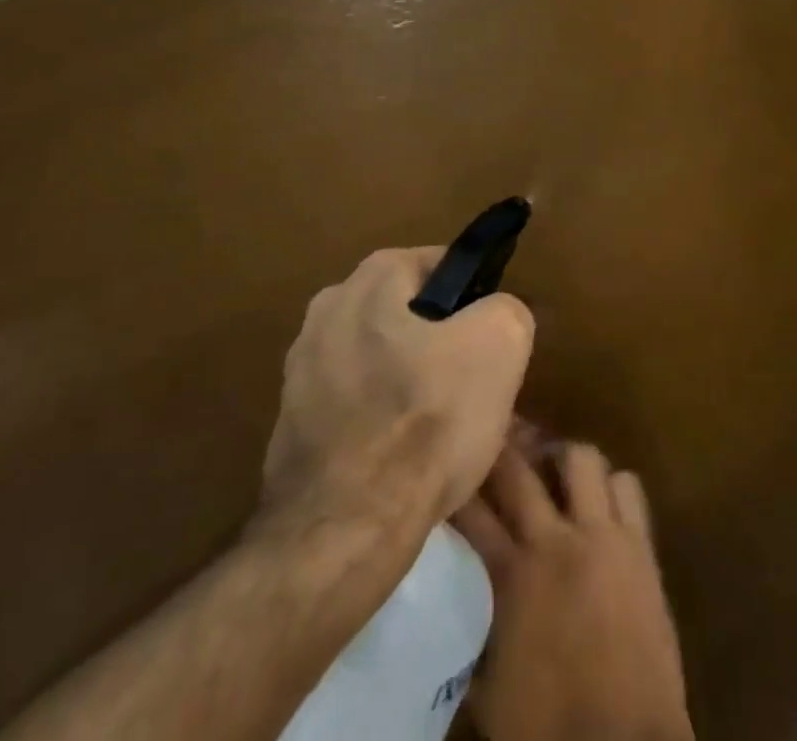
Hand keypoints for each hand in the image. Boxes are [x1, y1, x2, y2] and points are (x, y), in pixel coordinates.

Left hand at [261, 247, 534, 539]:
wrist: (345, 530)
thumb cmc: (427, 420)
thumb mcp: (500, 345)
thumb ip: (506, 308)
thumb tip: (495, 314)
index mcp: (371, 277)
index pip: (441, 265)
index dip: (475, 299)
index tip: (492, 340)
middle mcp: (327, 308)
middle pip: (408, 312)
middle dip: (441, 341)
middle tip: (471, 384)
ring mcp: (301, 367)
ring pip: (380, 359)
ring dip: (409, 381)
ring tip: (440, 427)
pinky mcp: (290, 421)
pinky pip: (354, 403)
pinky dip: (378, 419)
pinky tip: (400, 456)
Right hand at [454, 440, 692, 740]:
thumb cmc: (545, 727)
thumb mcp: (487, 682)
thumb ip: (475, 624)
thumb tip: (463, 596)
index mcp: (510, 575)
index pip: (472, 511)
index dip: (458, 485)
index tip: (450, 469)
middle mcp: (553, 541)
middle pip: (519, 470)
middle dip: (503, 450)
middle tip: (498, 443)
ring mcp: (602, 537)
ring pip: (582, 459)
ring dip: (565, 461)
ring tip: (557, 471)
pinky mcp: (641, 547)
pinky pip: (628, 488)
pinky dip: (612, 488)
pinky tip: (602, 503)